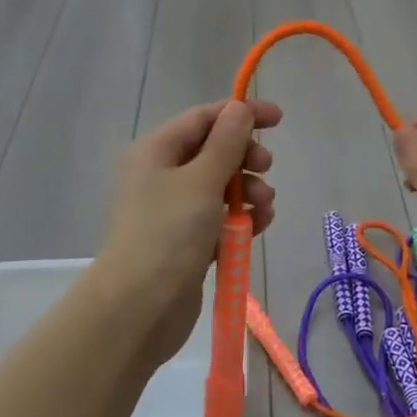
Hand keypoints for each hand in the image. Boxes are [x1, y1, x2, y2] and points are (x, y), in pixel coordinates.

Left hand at [95, 100, 280, 368]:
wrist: (138, 308)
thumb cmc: (168, 233)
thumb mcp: (201, 180)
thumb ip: (226, 142)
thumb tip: (239, 107)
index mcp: (155, 151)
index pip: (203, 118)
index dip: (240, 114)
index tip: (279, 119)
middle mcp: (160, 176)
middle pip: (212, 151)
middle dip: (244, 157)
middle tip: (266, 169)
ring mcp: (172, 211)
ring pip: (219, 187)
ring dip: (247, 190)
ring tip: (265, 206)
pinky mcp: (185, 242)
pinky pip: (219, 218)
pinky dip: (240, 218)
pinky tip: (259, 225)